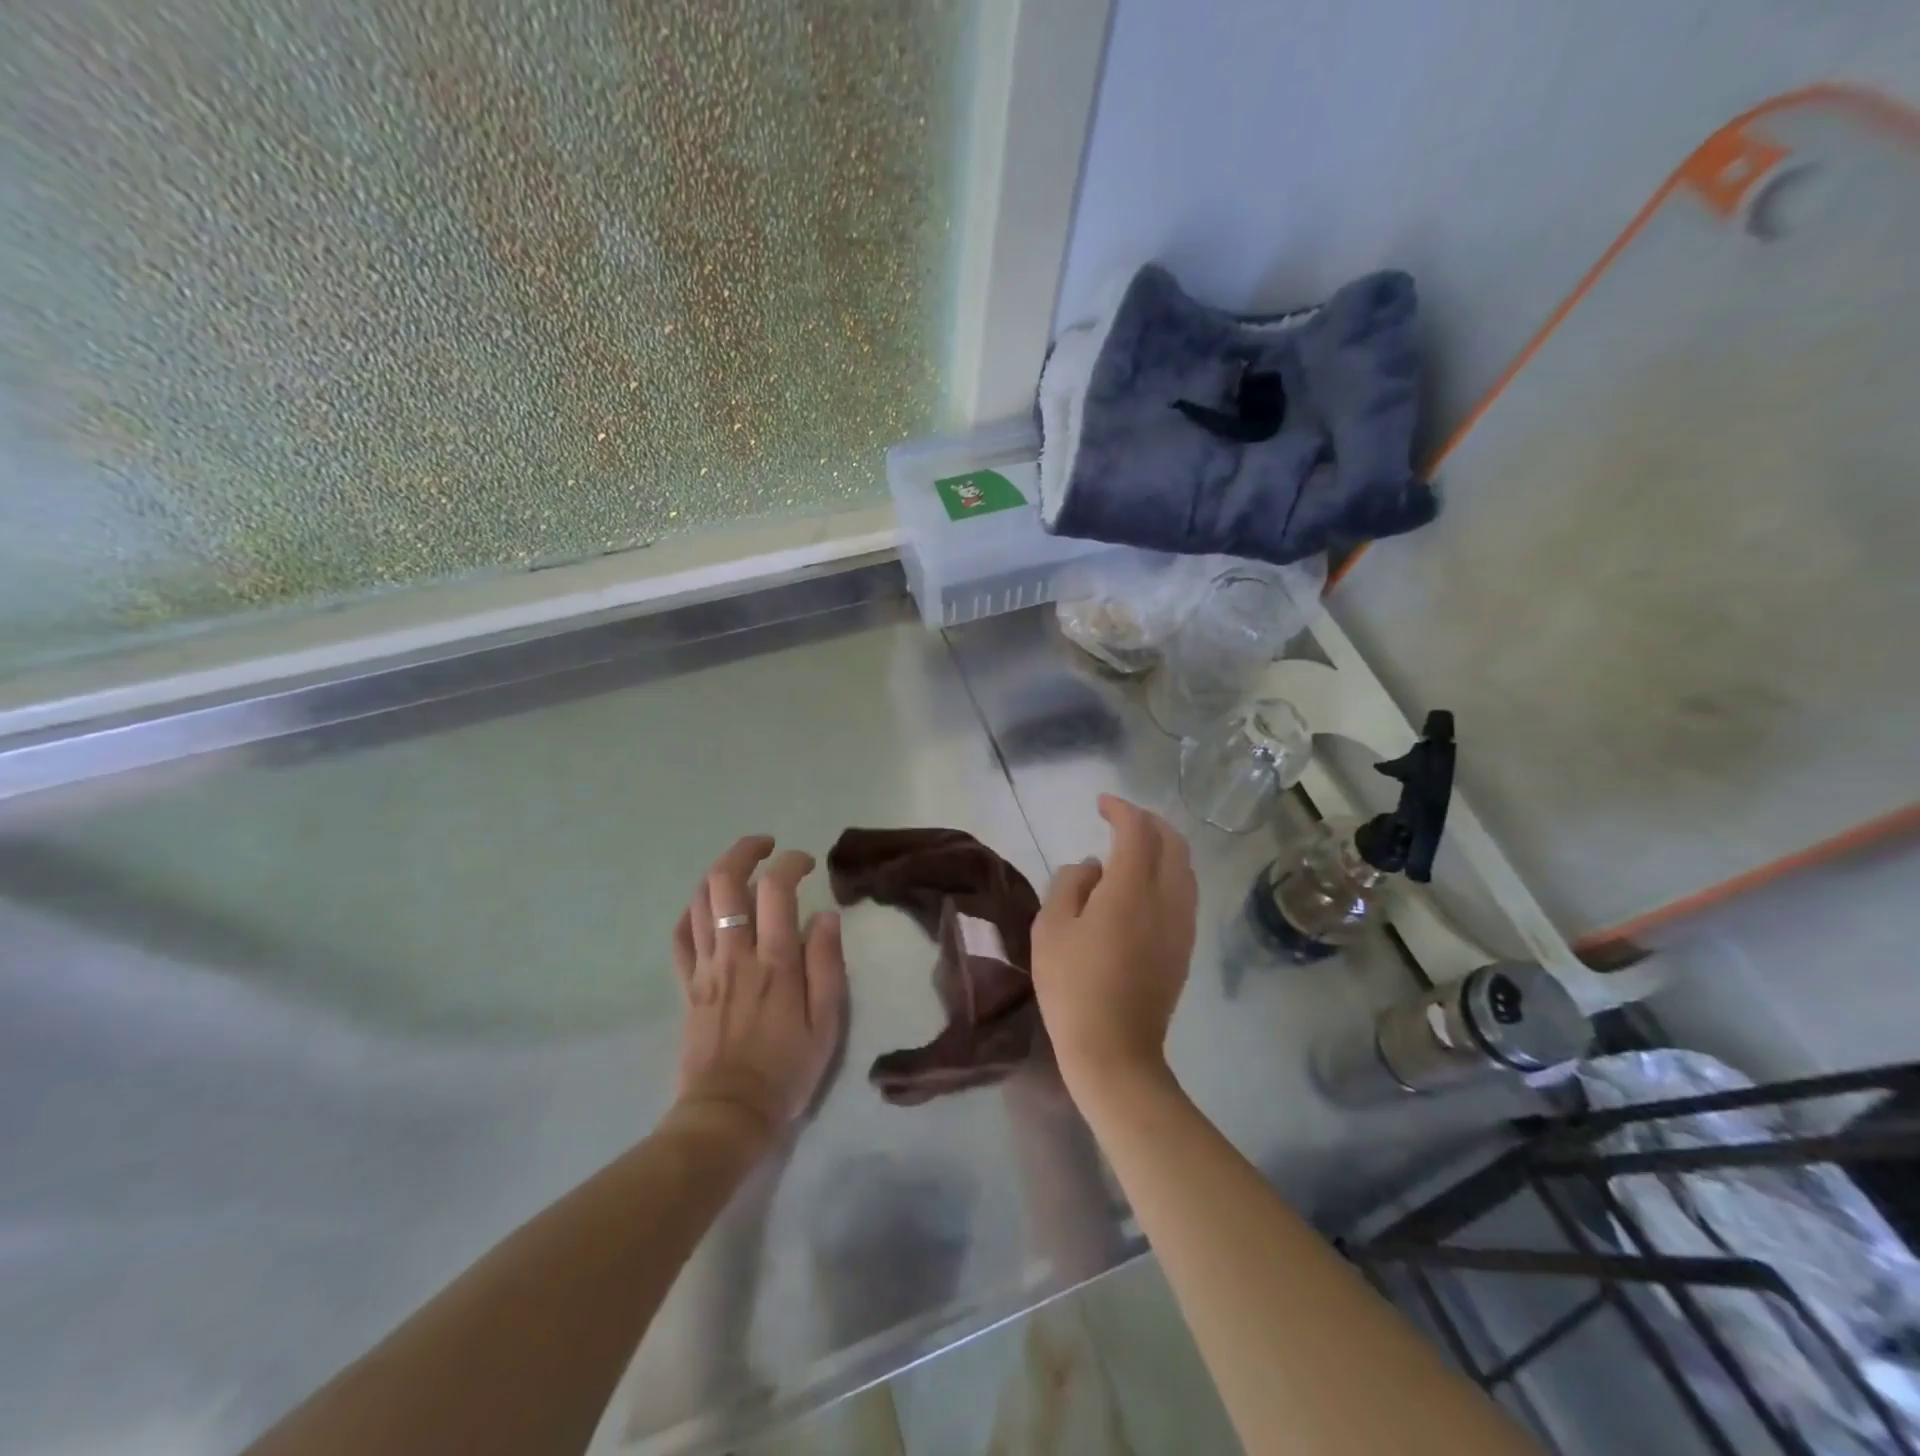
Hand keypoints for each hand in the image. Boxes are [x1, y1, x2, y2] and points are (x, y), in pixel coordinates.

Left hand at [670, 836, 847, 1149]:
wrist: (729, 1115)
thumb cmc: (787, 1068)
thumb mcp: (827, 1022)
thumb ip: (826, 963)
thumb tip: (825, 915)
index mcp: (774, 961)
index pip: (776, 889)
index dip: (790, 863)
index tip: (806, 863)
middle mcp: (734, 954)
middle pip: (724, 882)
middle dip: (744, 852)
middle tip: (767, 848)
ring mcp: (705, 968)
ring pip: (698, 902)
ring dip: (718, 874)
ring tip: (741, 871)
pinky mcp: (686, 985)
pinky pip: (679, 937)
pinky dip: (691, 912)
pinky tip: (708, 909)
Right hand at [1030, 796, 1197, 1095]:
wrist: (1114, 1051)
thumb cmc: (1072, 986)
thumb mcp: (1051, 928)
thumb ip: (1070, 884)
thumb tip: (1092, 867)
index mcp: (1132, 889)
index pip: (1137, 831)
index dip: (1121, 809)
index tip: (1101, 803)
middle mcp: (1167, 900)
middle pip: (1173, 843)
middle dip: (1149, 822)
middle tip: (1120, 820)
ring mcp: (1182, 926)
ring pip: (1185, 868)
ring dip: (1162, 848)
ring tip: (1131, 851)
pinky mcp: (1185, 948)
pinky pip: (1185, 894)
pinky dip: (1168, 874)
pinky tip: (1141, 888)